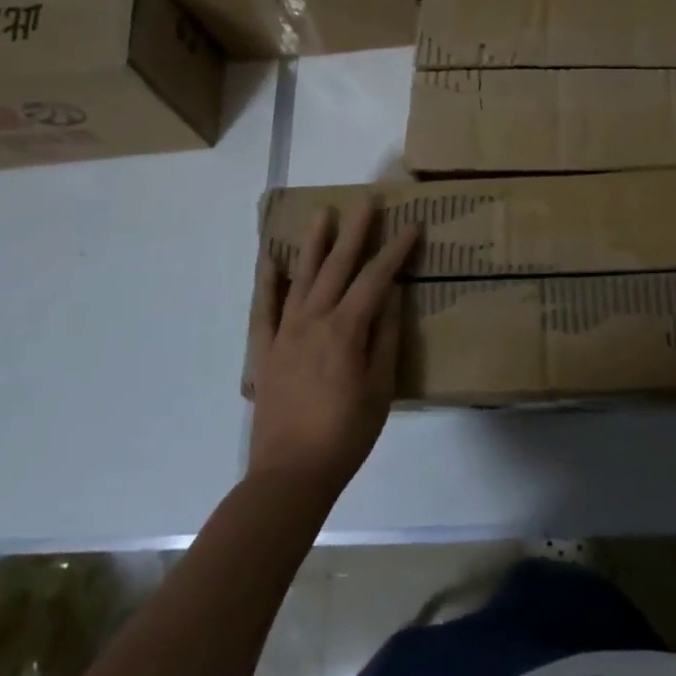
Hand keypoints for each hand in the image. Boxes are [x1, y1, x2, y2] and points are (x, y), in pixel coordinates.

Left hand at [247, 201, 418, 500]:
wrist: (290, 474)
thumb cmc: (346, 434)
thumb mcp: (381, 389)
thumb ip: (386, 338)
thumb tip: (393, 295)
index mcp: (346, 329)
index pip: (376, 279)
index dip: (395, 251)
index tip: (411, 226)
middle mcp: (314, 320)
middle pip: (338, 266)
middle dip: (355, 231)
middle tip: (366, 200)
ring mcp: (285, 332)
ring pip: (301, 277)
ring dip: (314, 243)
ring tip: (323, 213)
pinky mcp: (265, 349)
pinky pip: (264, 308)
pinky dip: (266, 281)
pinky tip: (270, 259)